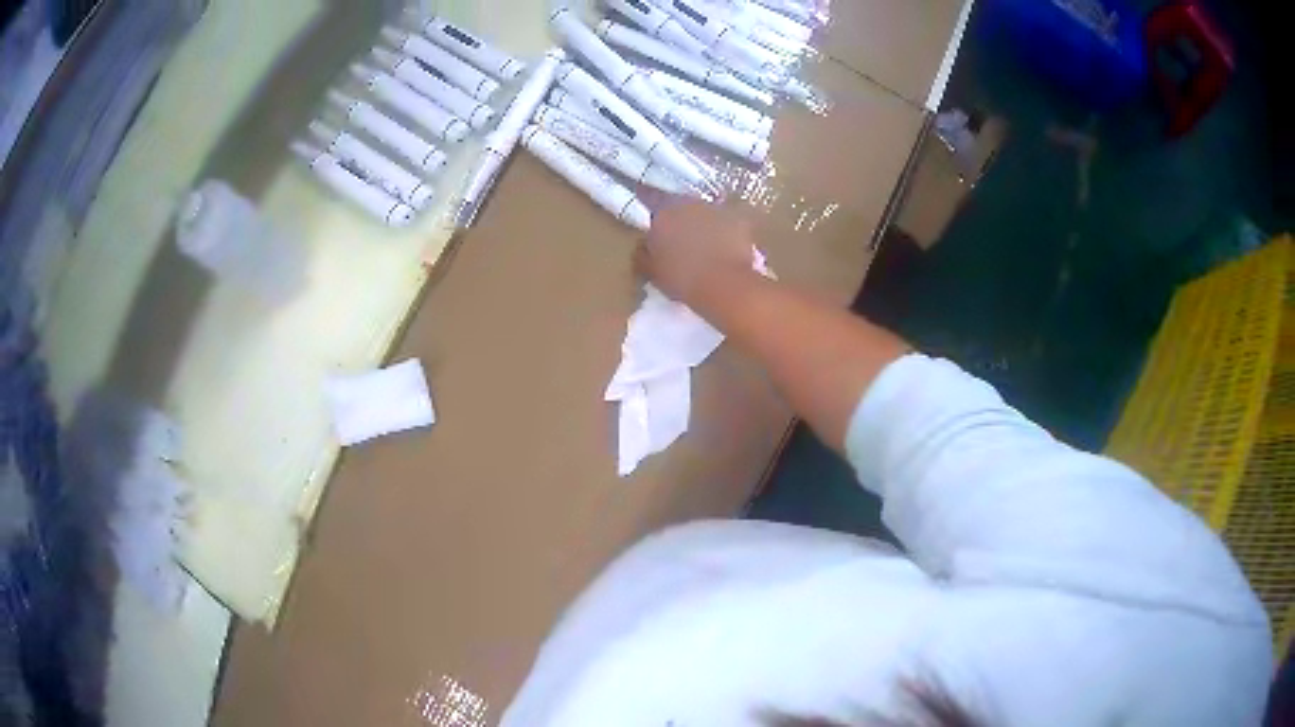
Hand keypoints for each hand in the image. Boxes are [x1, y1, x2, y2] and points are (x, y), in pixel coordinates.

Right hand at [634, 198, 755, 304]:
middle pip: (679, 204)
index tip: (646, 206)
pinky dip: (724, 233)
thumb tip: (644, 245)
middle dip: (677, 217)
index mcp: (663, 212)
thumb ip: (643, 254)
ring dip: (701, 223)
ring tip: (702, 245)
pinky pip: (726, 224)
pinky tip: (724, 250)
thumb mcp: (652, 272)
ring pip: (703, 212)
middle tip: (676, 236)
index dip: (647, 200)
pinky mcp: (739, 221)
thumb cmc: (682, 279)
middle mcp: (689, 203)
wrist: (726, 285)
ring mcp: (716, 210)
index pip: (650, 197)